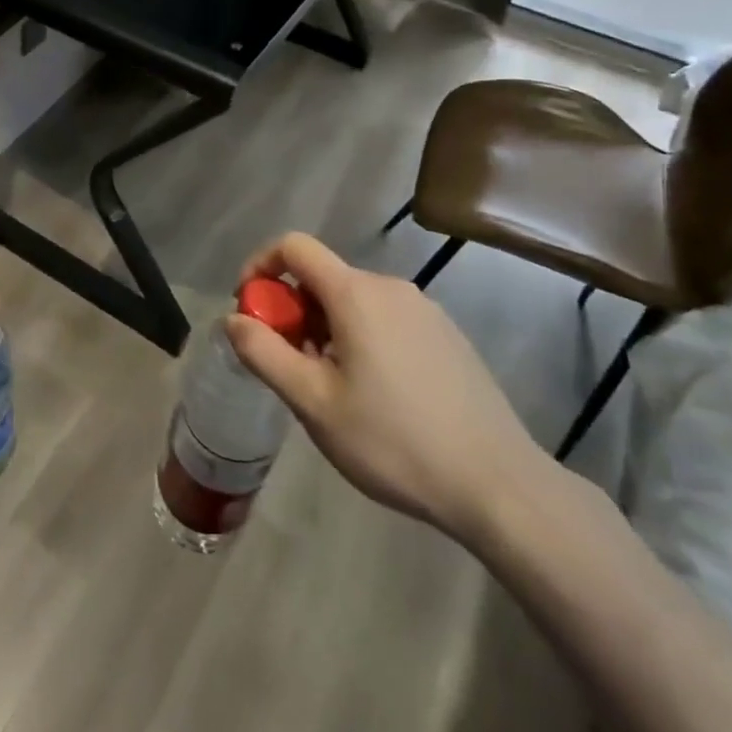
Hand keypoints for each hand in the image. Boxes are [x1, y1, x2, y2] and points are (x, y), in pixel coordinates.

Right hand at [224, 233, 546, 539]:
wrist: (498, 486)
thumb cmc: (394, 441)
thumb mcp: (314, 403)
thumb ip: (264, 353)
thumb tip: (233, 319)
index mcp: (356, 293)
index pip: (294, 246)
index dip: (261, 266)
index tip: (250, 309)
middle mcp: (390, 287)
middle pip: (323, 277)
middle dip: (293, 310)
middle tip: (291, 365)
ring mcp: (425, 310)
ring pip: (354, 301)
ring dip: (326, 328)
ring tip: (333, 388)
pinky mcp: (447, 335)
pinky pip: (386, 319)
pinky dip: (361, 338)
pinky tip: (376, 395)